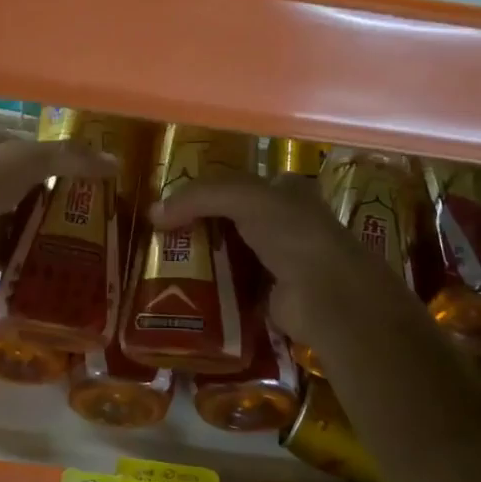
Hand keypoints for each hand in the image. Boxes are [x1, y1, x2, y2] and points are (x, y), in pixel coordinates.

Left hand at [0, 127, 116, 277]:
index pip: (40, 153)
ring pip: (28, 226)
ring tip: (97, 251)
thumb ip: (71, 159)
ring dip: (54, 237)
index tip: (104, 183)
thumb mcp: (29, 158)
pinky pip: (17, 256)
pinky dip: (37, 264)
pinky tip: (68, 272)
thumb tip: (116, 163)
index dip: (70, 164)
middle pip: (37, 192)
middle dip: (67, 207)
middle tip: (108, 224)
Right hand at [149, 174, 421, 356]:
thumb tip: (153, 213)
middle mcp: (286, 224)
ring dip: (202, 261)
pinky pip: (233, 289)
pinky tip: (184, 293)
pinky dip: (212, 291)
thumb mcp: (244, 198)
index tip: (173, 205)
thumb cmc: (292, 234)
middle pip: (232, 221)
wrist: (326, 296)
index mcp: (288, 192)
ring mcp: (280, 262)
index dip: (207, 191)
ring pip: (231, 255)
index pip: (240, 185)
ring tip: (162, 266)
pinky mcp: (271, 296)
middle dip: (200, 228)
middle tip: (162, 238)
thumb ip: (198, 196)